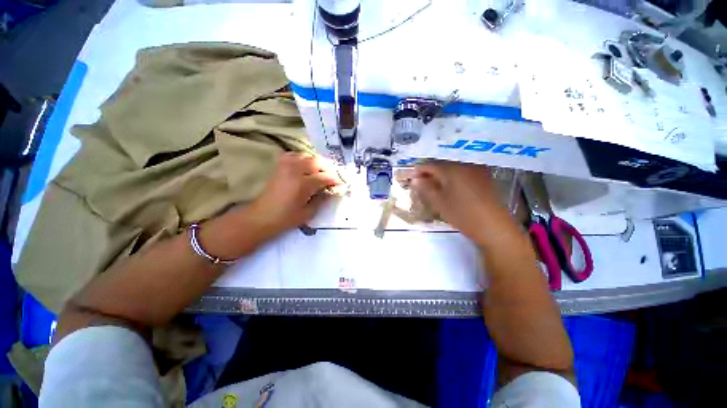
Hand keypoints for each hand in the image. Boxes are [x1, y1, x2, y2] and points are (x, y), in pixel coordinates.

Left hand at [247, 152, 342, 236]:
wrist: (261, 216)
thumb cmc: (286, 218)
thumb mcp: (308, 212)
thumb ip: (322, 199)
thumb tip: (331, 190)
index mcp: (303, 184)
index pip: (325, 177)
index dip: (335, 179)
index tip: (342, 183)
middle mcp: (295, 170)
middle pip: (317, 161)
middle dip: (328, 168)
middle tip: (334, 176)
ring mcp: (286, 166)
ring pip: (307, 156)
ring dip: (318, 162)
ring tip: (323, 171)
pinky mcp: (280, 166)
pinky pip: (295, 155)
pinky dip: (304, 158)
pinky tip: (307, 165)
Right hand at [411, 161, 511, 244]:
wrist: (494, 227)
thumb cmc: (463, 214)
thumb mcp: (439, 202)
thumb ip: (425, 188)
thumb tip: (414, 179)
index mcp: (452, 169)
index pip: (430, 165)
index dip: (419, 171)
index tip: (411, 178)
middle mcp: (465, 165)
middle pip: (442, 165)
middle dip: (429, 173)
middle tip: (421, 183)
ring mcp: (476, 170)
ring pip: (453, 169)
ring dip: (441, 175)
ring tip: (433, 186)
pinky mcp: (484, 178)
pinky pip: (463, 173)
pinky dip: (453, 178)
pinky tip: (450, 188)